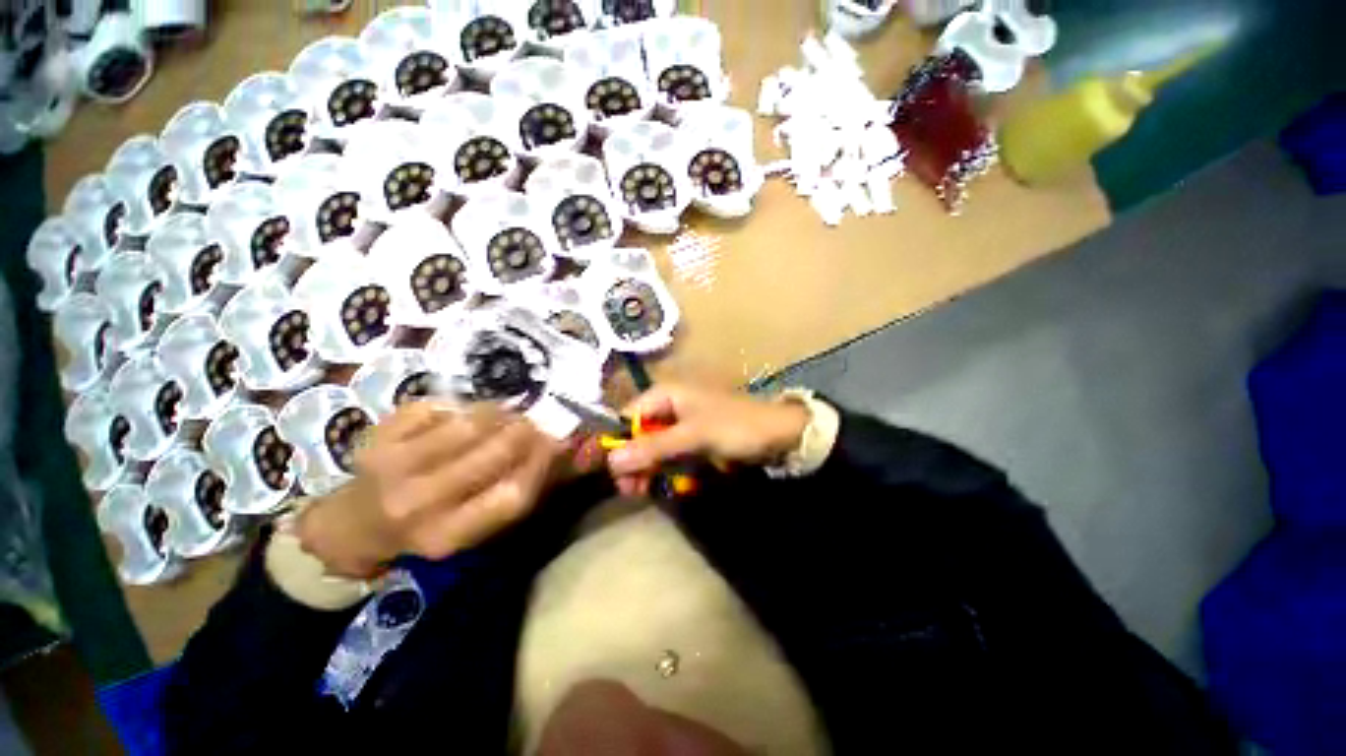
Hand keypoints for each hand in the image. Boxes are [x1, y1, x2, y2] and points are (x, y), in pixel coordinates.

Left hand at [296, 402, 564, 578]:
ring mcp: (394, 465)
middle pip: (493, 453)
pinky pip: (437, 407)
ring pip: (468, 424)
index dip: (542, 463)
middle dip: (526, 431)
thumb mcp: (473, 528)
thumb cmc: (428, 527)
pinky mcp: (378, 436)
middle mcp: (418, 503)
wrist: (355, 524)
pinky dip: (460, 406)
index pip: (512, 496)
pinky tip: (464, 414)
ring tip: (506, 414)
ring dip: (498, 413)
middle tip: (534, 422)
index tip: (556, 443)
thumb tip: (559, 448)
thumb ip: (516, 493)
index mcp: (447, 535)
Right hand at [606, 385, 807, 494]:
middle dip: (631, 460)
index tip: (605, 469)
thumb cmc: (733, 427)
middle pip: (638, 433)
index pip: (628, 416)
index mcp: (665, 394)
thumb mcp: (692, 436)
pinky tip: (662, 485)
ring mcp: (681, 424)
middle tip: (628, 489)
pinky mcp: (692, 439)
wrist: (777, 435)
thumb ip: (653, 447)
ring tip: (641, 492)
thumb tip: (611, 460)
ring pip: (652, 447)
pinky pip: (669, 455)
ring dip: (646, 469)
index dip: (614, 441)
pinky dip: (664, 470)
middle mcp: (669, 406)